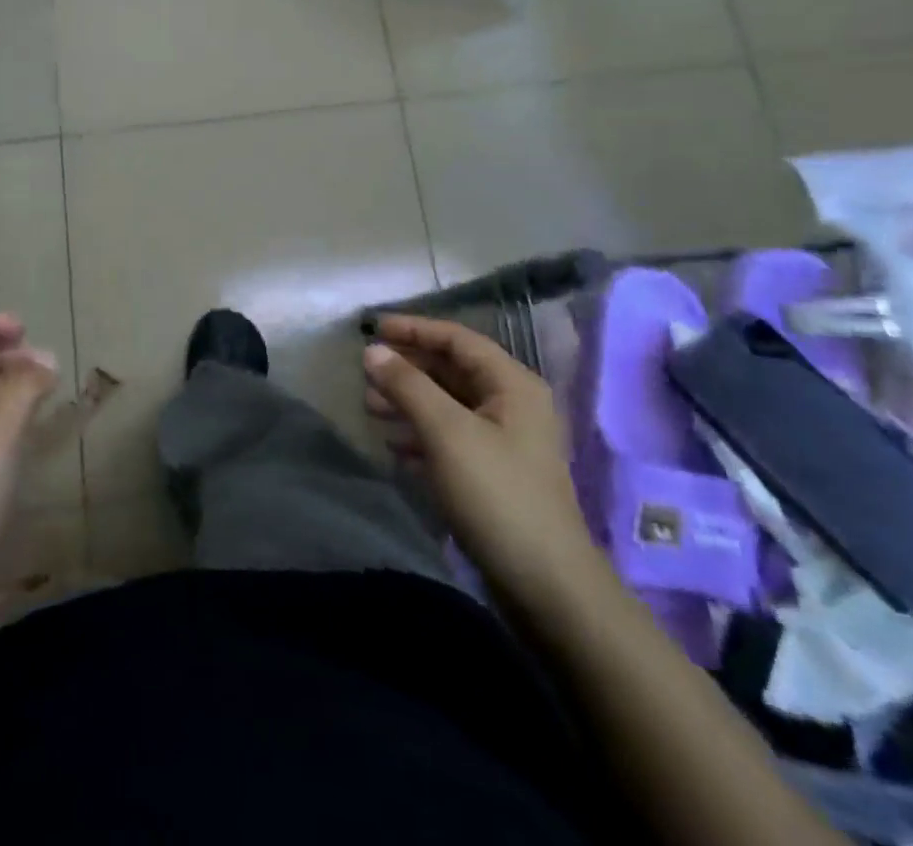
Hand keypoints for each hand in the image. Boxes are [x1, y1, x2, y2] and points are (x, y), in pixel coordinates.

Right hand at [364, 314, 600, 608]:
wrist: (546, 585)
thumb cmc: (497, 494)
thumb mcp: (446, 432)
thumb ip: (407, 385)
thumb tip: (372, 350)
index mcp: (512, 384)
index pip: (457, 339)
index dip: (414, 329)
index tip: (372, 328)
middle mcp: (512, 404)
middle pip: (451, 370)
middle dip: (407, 368)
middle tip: (365, 372)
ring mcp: (505, 441)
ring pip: (448, 404)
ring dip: (409, 400)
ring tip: (369, 406)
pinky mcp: (495, 472)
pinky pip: (451, 436)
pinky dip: (420, 433)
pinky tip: (393, 446)